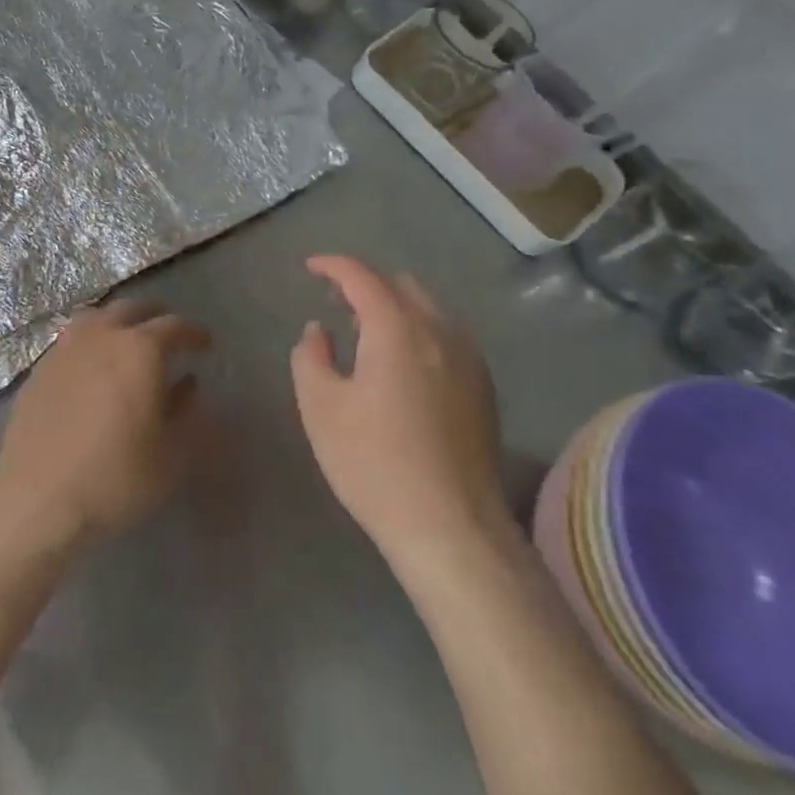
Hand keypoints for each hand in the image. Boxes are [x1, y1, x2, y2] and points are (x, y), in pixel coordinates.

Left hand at [0, 299, 211, 548]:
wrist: (39, 498)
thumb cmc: (116, 478)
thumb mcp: (169, 454)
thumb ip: (184, 410)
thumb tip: (187, 384)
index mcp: (140, 350)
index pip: (174, 326)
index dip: (194, 333)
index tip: (206, 344)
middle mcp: (102, 336)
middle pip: (132, 309)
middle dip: (155, 315)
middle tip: (169, 332)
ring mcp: (65, 349)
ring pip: (96, 317)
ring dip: (118, 321)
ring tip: (128, 338)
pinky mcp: (39, 369)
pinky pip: (71, 340)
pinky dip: (90, 341)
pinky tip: (92, 365)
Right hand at [290, 255, 513, 565]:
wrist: (452, 529)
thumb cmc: (375, 464)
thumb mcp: (321, 408)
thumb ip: (310, 356)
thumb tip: (319, 330)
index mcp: (397, 329)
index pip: (362, 276)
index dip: (333, 265)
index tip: (310, 267)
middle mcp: (440, 332)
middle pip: (401, 285)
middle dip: (365, 285)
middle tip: (336, 305)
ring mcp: (469, 359)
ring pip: (429, 310)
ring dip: (394, 308)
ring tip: (366, 337)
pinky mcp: (484, 388)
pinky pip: (447, 336)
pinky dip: (419, 332)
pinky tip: (403, 368)